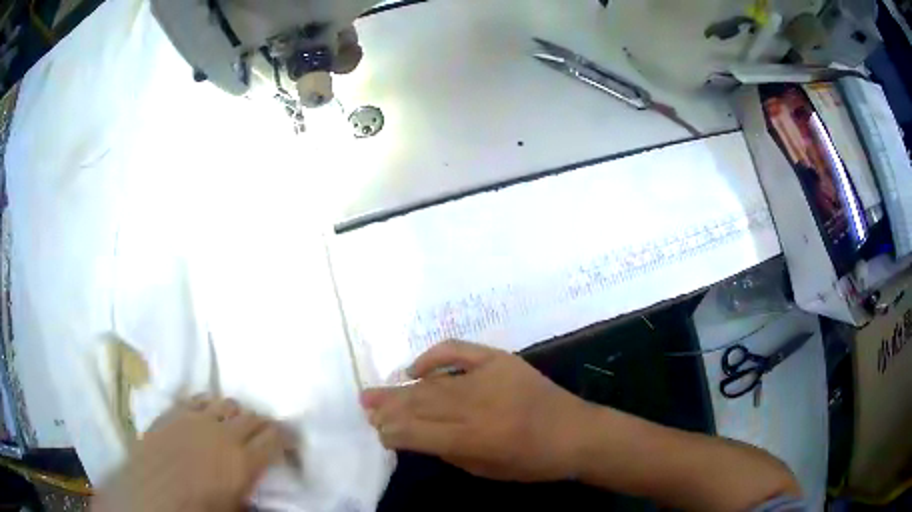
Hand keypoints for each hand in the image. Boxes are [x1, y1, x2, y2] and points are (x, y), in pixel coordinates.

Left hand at [92, 398, 287, 511]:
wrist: (148, 496)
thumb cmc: (196, 510)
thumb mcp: (234, 510)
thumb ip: (252, 493)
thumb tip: (262, 489)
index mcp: (241, 461)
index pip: (275, 438)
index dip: (288, 439)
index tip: (292, 443)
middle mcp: (221, 433)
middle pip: (253, 416)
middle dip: (265, 424)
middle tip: (267, 435)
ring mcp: (195, 418)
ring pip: (227, 403)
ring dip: (237, 414)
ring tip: (237, 426)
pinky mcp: (173, 412)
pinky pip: (199, 398)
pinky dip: (210, 404)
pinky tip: (209, 415)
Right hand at [360, 341, 592, 481]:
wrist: (575, 432)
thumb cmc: (533, 462)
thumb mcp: (486, 470)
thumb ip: (448, 452)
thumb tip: (417, 435)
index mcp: (474, 438)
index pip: (417, 433)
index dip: (392, 432)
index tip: (378, 432)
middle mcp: (476, 405)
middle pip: (420, 404)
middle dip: (388, 407)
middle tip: (365, 405)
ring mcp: (488, 377)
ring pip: (432, 382)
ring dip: (401, 388)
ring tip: (376, 391)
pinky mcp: (500, 359)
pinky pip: (458, 351)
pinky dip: (433, 356)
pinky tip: (415, 367)